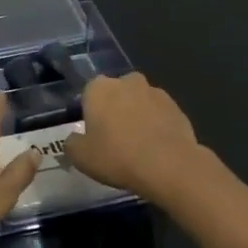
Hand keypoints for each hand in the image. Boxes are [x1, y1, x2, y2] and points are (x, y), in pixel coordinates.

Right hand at [64, 72, 203, 201]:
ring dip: (137, 116)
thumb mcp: (81, 157)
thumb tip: (74, 139)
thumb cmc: (117, 156)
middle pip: (115, 93)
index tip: (93, 133)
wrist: (168, 166)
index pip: (88, 93)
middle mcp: (127, 81)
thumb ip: (72, 143)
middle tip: (114, 138)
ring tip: (137, 145)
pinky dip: (156, 125)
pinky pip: (159, 113)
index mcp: (99, 88)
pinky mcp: (176, 106)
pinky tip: (156, 147)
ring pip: (139, 102)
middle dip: (114, 109)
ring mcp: (155, 91)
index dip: (90, 113)